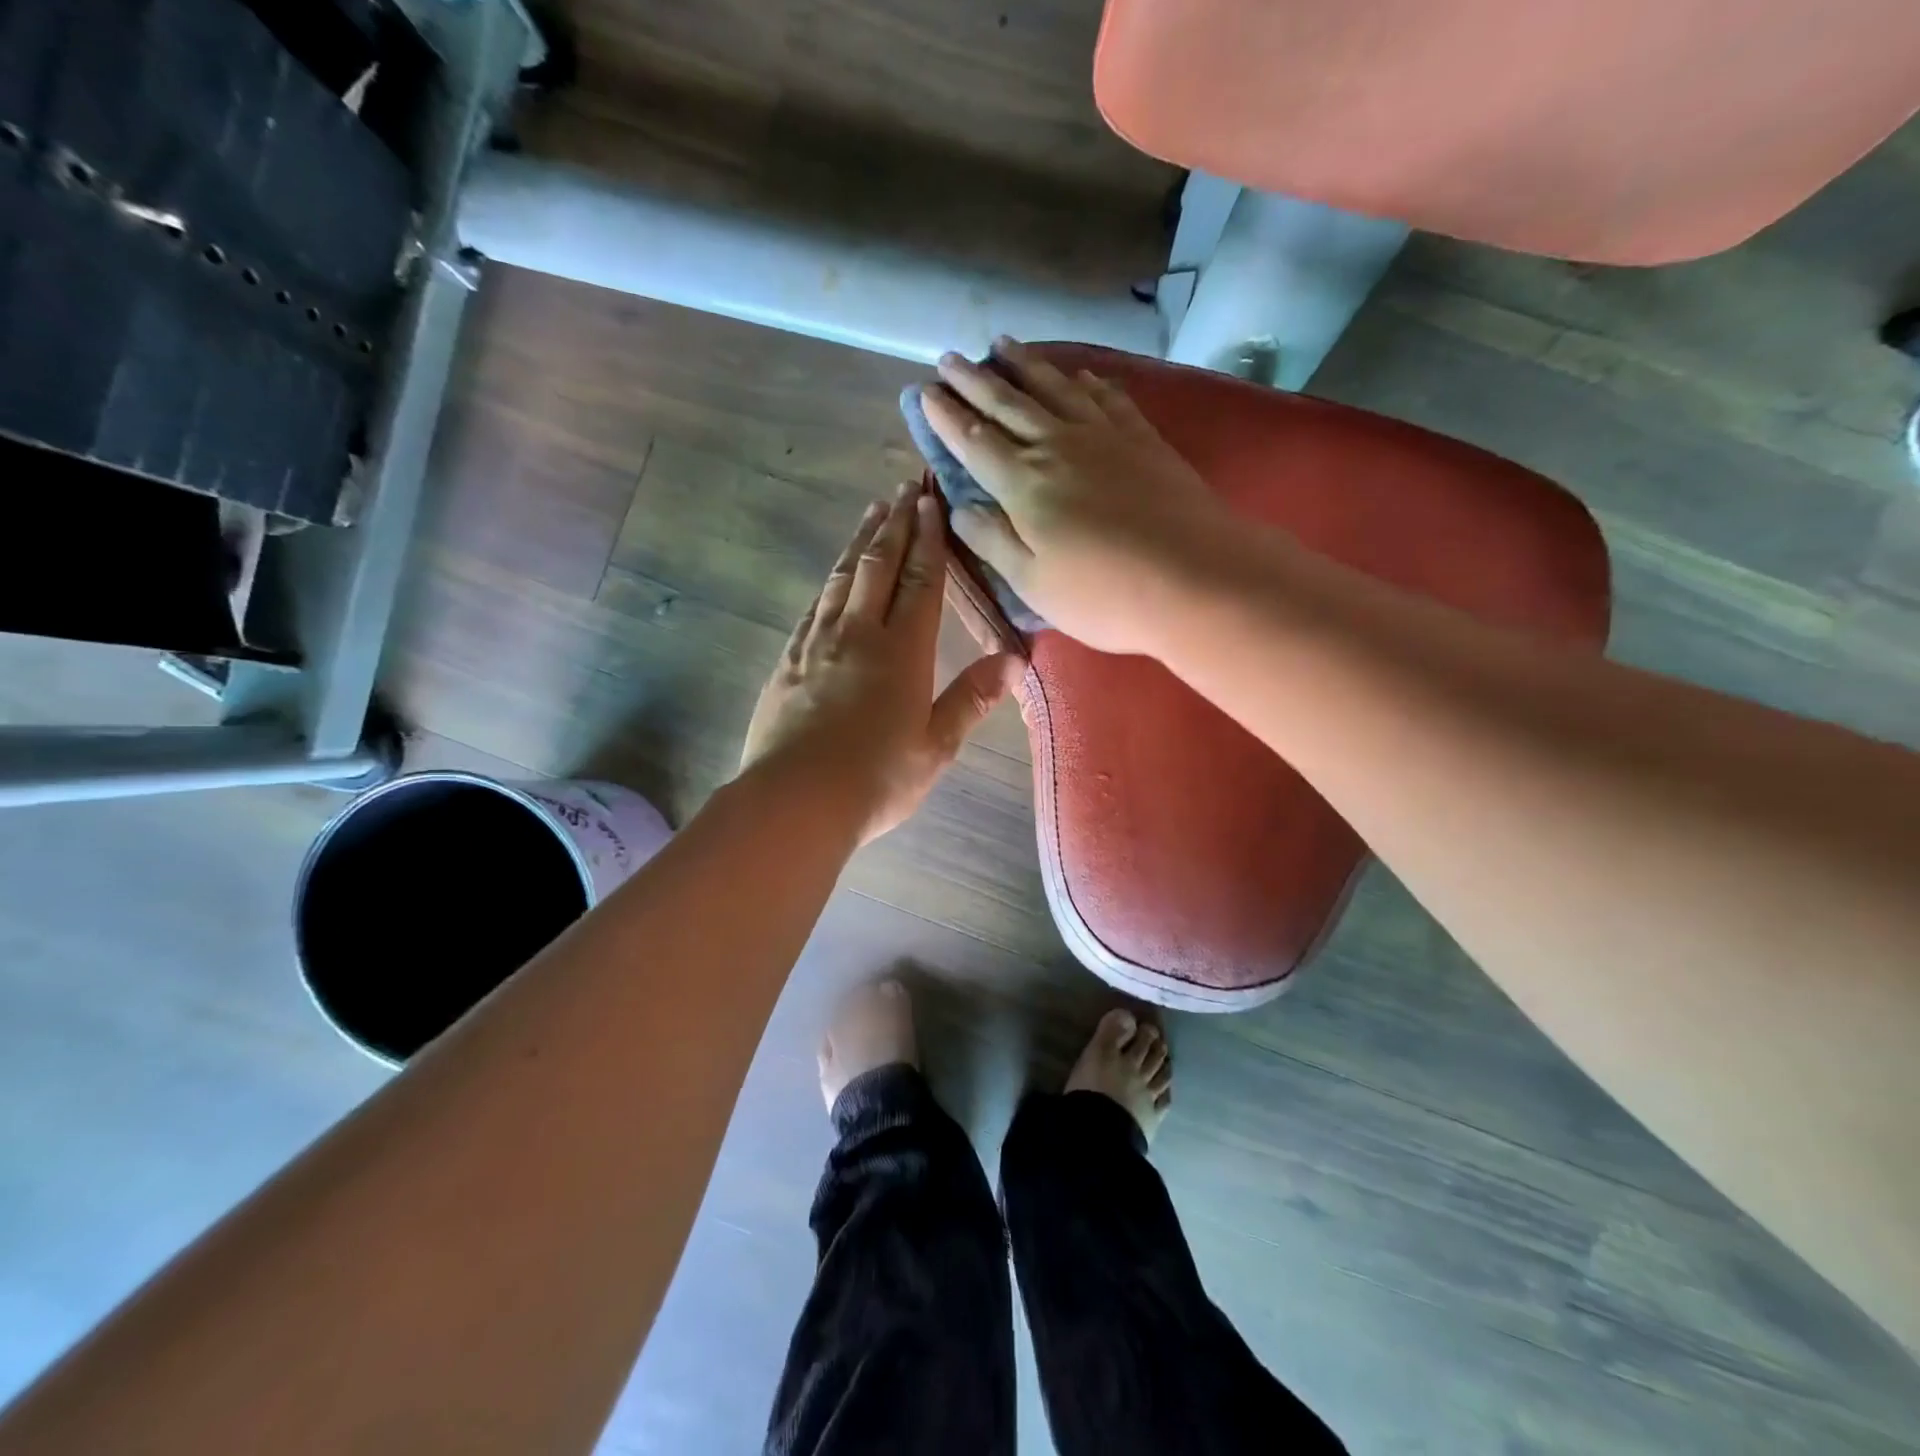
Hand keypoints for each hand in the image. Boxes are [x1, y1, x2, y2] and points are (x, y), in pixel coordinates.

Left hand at [741, 483, 1021, 844]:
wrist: (795, 799)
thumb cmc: (876, 777)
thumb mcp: (936, 746)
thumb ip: (972, 698)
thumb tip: (1014, 660)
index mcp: (902, 650)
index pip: (920, 581)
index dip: (928, 539)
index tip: (930, 502)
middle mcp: (858, 633)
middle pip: (878, 566)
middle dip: (894, 524)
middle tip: (902, 488)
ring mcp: (817, 643)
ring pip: (842, 578)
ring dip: (860, 543)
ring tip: (871, 514)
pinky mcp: (788, 660)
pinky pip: (814, 606)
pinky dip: (830, 582)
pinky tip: (833, 577)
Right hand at [920, 338, 1231, 654]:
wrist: (1194, 577)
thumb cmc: (1102, 593)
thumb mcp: (1032, 582)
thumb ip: (992, 540)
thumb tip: (958, 507)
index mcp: (1023, 484)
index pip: (973, 441)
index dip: (945, 416)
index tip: (923, 392)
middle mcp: (1058, 446)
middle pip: (1008, 404)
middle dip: (974, 380)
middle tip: (949, 358)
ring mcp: (1104, 436)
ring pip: (1055, 388)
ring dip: (1025, 365)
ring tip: (1002, 344)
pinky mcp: (1142, 439)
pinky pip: (1106, 397)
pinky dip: (1086, 381)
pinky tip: (1078, 374)